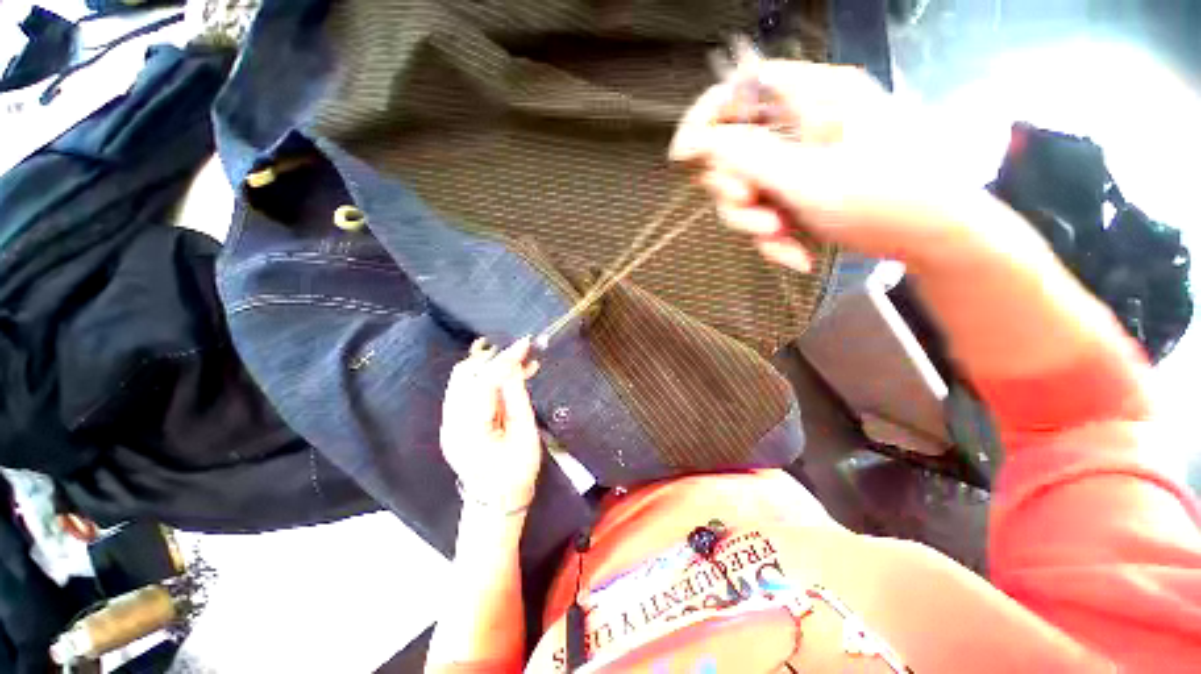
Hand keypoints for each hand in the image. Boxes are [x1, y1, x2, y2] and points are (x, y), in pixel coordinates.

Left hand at [440, 337, 542, 510]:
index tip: (525, 343)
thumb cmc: (516, 473)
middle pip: (464, 374)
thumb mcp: (525, 435)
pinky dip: (487, 377)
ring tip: (521, 362)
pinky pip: (468, 389)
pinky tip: (510, 375)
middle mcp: (450, 422)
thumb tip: (514, 367)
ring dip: (491, 365)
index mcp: (469, 429)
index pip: (483, 381)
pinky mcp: (454, 420)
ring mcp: (448, 421)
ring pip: (464, 378)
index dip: (505, 359)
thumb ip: (517, 398)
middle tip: (523, 352)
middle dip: (494, 357)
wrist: (496, 502)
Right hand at [670, 60, 995, 275]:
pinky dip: (773, 238)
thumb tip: (694, 142)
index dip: (706, 115)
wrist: (932, 240)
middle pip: (735, 147)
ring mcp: (800, 162)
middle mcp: (802, 125)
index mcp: (813, 97)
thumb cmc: (885, 197)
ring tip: (780, 238)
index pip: (742, 85)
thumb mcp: (808, 177)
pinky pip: (765, 212)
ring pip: (746, 188)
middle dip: (735, 187)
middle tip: (753, 207)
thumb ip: (746, 156)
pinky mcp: (800, 193)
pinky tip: (794, 255)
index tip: (683, 155)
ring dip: (752, 221)